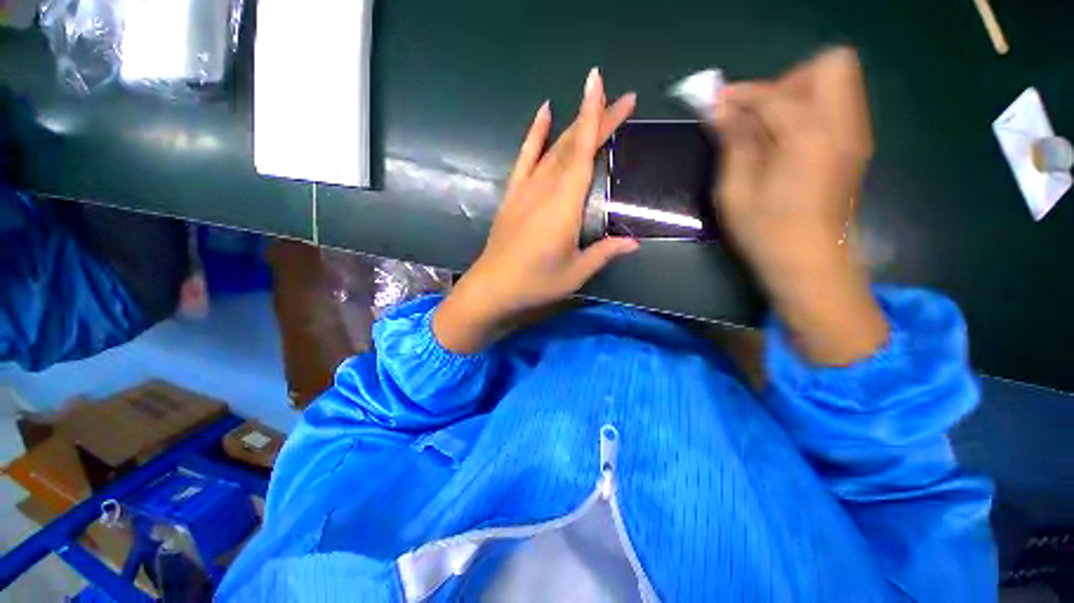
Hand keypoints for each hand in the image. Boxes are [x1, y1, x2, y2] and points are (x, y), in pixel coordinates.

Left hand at [434, 69, 638, 353]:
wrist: (492, 288)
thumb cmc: (536, 283)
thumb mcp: (576, 273)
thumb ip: (604, 253)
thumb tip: (632, 242)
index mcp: (564, 207)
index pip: (583, 154)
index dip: (595, 117)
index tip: (602, 83)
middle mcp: (545, 190)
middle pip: (573, 146)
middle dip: (598, 119)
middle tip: (624, 100)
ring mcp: (525, 190)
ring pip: (553, 149)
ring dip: (575, 125)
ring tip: (594, 104)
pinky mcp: (512, 195)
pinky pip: (524, 158)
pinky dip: (534, 135)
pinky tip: (544, 112)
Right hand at [711, 47, 887, 364]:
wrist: (810, 264)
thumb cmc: (765, 233)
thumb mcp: (735, 191)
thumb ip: (733, 143)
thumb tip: (719, 109)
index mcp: (808, 137)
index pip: (775, 93)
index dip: (742, 93)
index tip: (717, 102)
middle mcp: (842, 126)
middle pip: (830, 65)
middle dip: (787, 81)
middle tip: (758, 116)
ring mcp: (855, 135)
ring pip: (838, 83)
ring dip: (799, 95)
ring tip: (768, 131)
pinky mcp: (855, 147)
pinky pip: (837, 107)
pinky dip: (810, 112)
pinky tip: (785, 144)